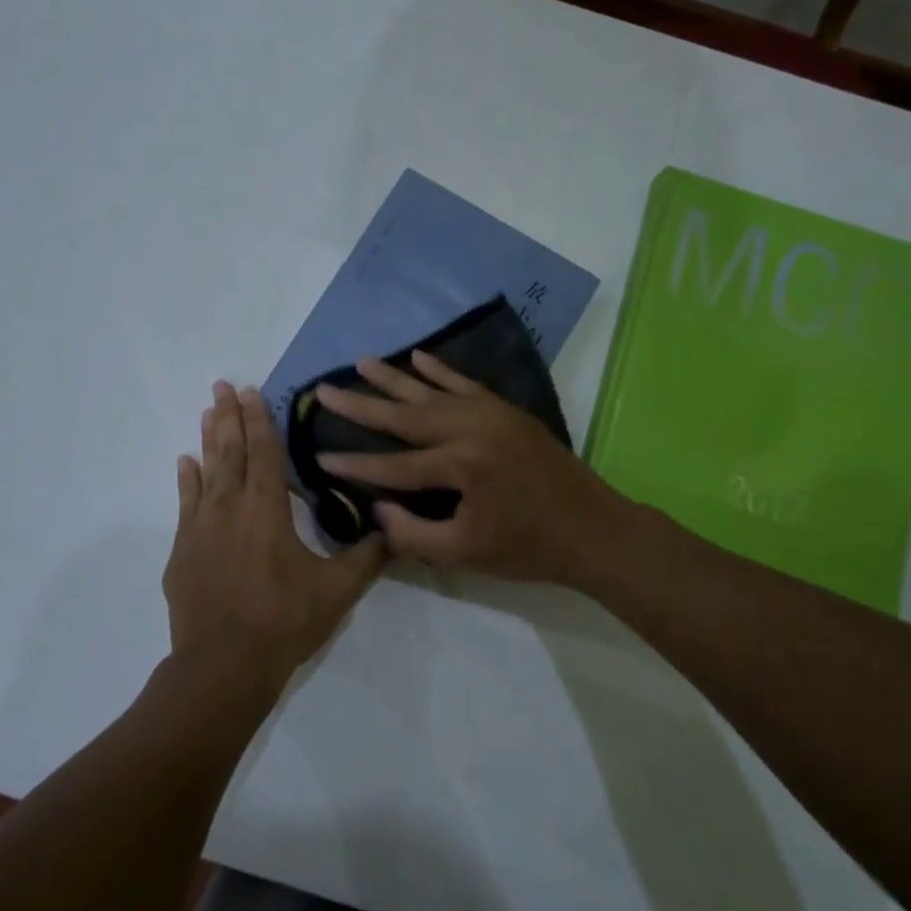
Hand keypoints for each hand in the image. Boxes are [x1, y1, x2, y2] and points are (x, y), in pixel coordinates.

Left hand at [163, 382, 384, 695]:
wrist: (224, 664)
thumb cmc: (284, 621)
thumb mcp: (337, 590)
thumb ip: (367, 558)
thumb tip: (394, 532)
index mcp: (267, 510)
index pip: (265, 453)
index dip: (260, 421)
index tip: (251, 391)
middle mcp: (230, 508)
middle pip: (230, 452)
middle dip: (229, 417)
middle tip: (222, 386)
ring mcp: (200, 528)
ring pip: (206, 472)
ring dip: (208, 440)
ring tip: (206, 412)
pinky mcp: (183, 551)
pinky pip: (185, 504)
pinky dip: (187, 481)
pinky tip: (185, 463)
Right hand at [315, 352, 627, 585]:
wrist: (593, 529)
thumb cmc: (528, 547)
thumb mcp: (465, 554)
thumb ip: (412, 534)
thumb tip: (377, 508)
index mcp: (461, 465)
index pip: (393, 465)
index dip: (354, 465)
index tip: (317, 457)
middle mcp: (471, 428)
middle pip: (404, 415)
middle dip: (361, 404)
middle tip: (323, 389)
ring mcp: (491, 414)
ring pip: (431, 391)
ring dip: (393, 378)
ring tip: (361, 362)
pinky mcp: (506, 410)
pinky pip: (465, 383)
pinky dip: (439, 370)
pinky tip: (417, 356)